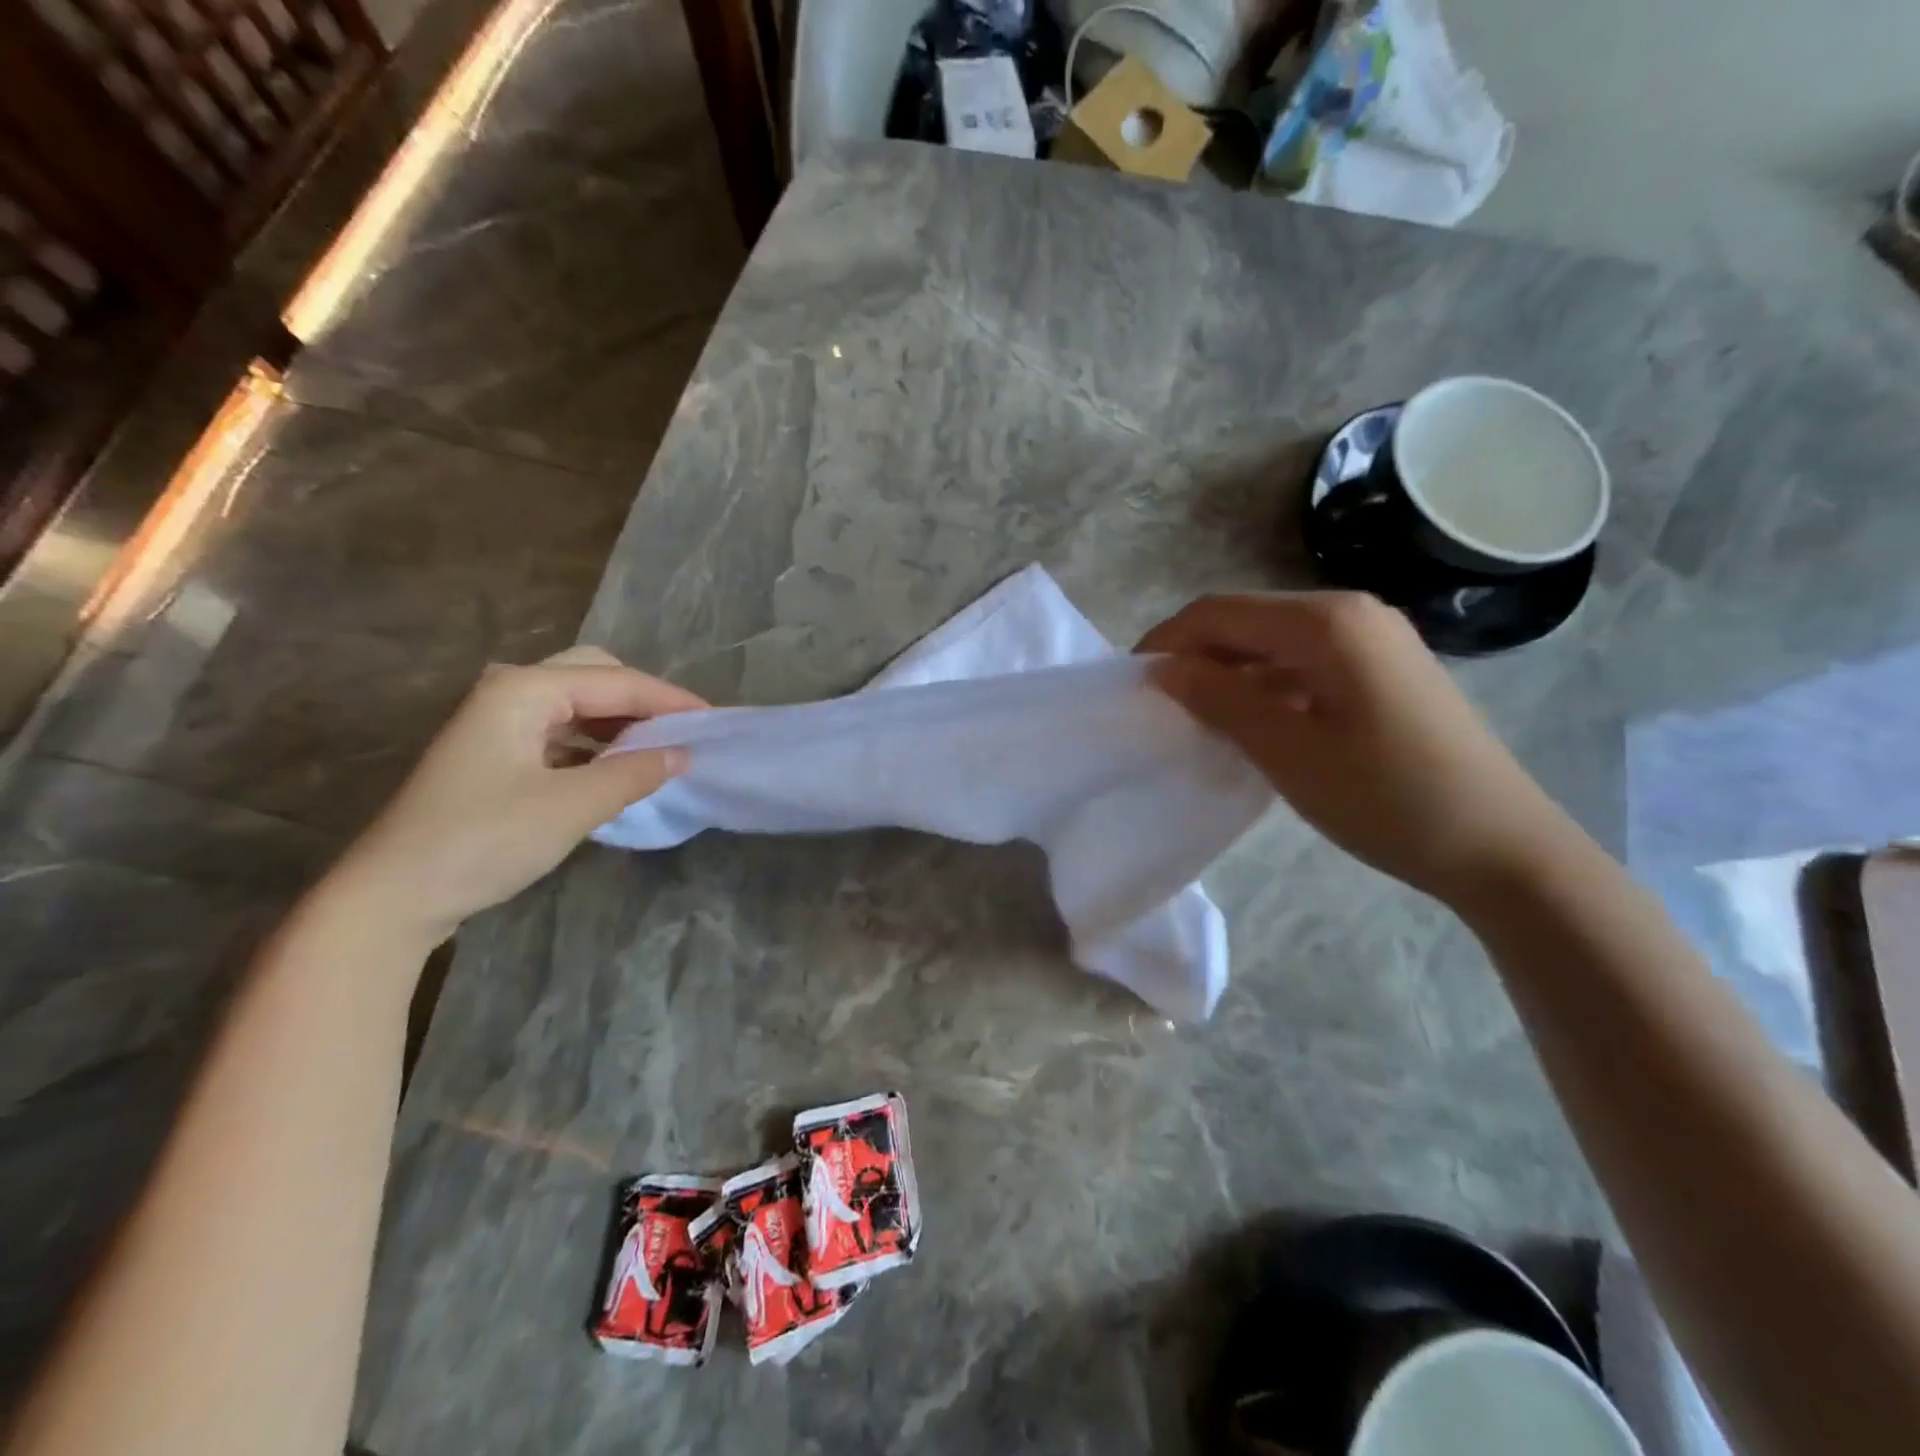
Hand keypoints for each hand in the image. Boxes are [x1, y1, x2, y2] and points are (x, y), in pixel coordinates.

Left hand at [325, 646, 704, 944]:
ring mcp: (497, 725)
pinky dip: (596, 744)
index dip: (669, 699)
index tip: (714, 721)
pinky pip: (560, 733)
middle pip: (593, 676)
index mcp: (524, 690)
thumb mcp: (571, 806)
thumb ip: (633, 773)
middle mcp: (509, 693)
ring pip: (575, 704)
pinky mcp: (495, 757)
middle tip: (683, 729)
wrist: (392, 897)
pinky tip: (618, 768)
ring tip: (661, 748)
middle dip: (643, 699)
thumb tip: (681, 755)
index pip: (616, 681)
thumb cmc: (483, 840)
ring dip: (620, 721)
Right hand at [1139, 592, 1570, 906]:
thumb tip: (1163, 669)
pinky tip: (1253, 721)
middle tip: (1160, 704)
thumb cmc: (1386, 797)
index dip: (1167, 641)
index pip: (1219, 612)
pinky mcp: (1387, 670)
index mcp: (1326, 622)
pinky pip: (1306, 662)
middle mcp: (1352, 613)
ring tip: (1198, 717)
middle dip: (1196, 655)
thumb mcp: (1287, 751)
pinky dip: (1267, 684)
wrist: (1501, 846)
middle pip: (1247, 620)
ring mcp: (1376, 640)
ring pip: (1275, 642)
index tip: (1132, 683)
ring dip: (1230, 671)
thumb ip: (1218, 700)